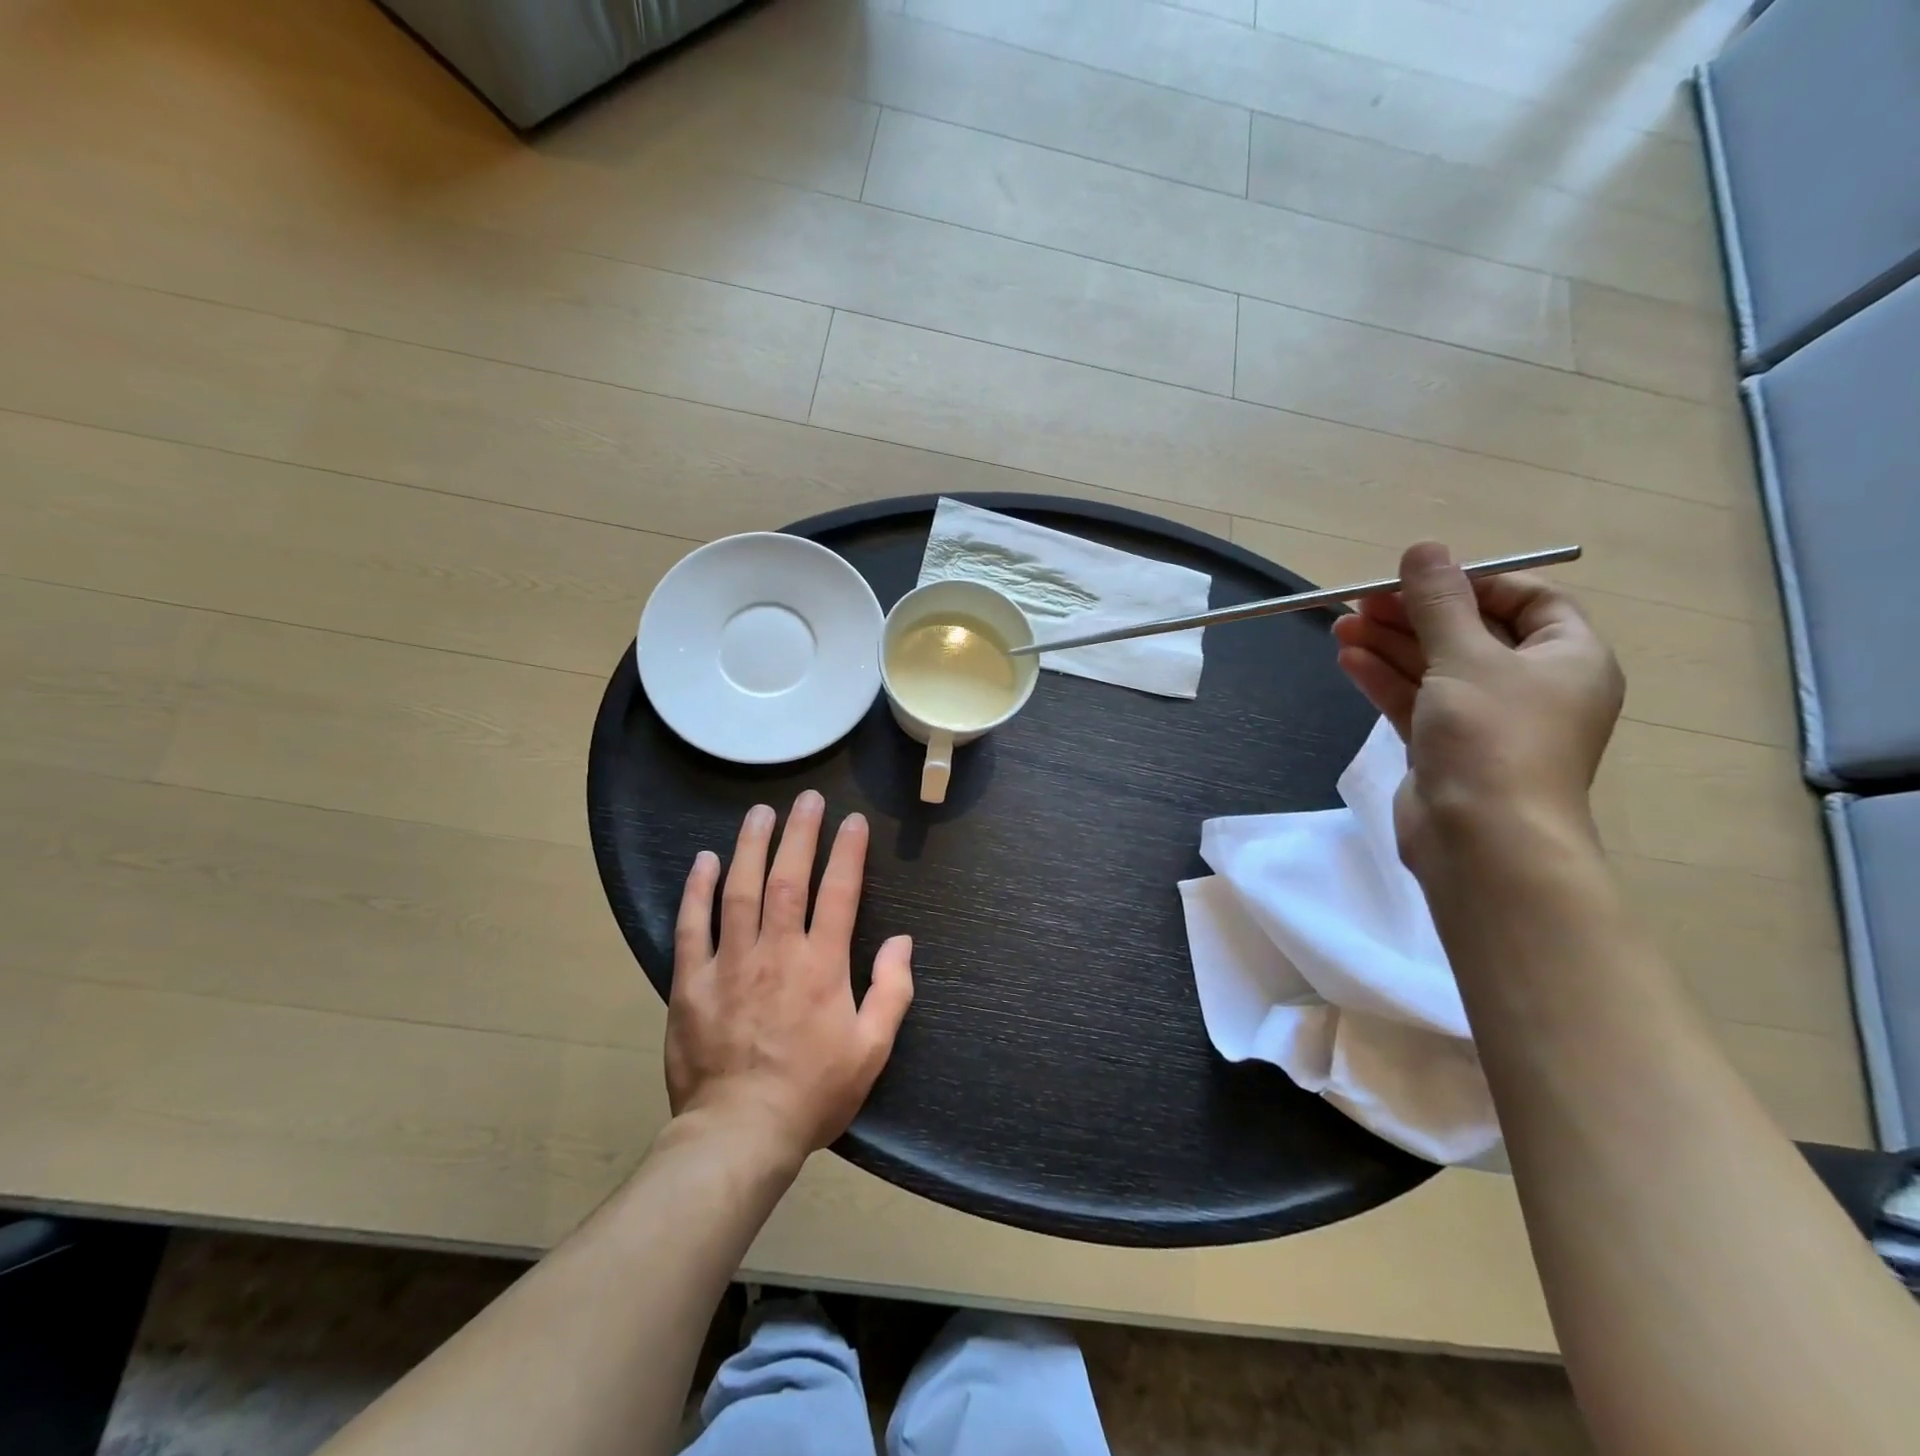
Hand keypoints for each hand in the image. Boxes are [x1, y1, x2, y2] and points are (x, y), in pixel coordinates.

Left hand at [666, 791, 913, 1165]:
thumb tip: (903, 941)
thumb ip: (891, 991)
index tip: (853, 821)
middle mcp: (776, 952)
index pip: (839, 893)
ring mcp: (729, 963)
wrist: (739, 1134)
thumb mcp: (871, 1050)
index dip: (848, 852)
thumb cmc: (812, 1093)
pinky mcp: (690, 982)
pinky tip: (704, 860)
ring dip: (750, 846)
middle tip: (806, 798)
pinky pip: (692, 926)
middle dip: (800, 833)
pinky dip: (697, 890)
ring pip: (740, 890)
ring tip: (760, 812)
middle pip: (788, 878)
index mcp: (822, 965)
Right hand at [1332, 542, 1624, 874]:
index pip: (1527, 601)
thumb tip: (1424, 547)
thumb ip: (1439, 603)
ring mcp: (1486, 720)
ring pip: (1435, 668)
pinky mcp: (1446, 747)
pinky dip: (1385, 679)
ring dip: (1389, 645)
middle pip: (1469, 633)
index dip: (1473, 584)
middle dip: (1414, 615)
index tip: (1420, 581)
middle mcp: (1532, 686)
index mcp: (1567, 657)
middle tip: (1360, 601)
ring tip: (1341, 626)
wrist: (1482, 839)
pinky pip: (1416, 700)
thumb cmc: (1493, 738)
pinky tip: (1349, 659)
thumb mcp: (1465, 657)